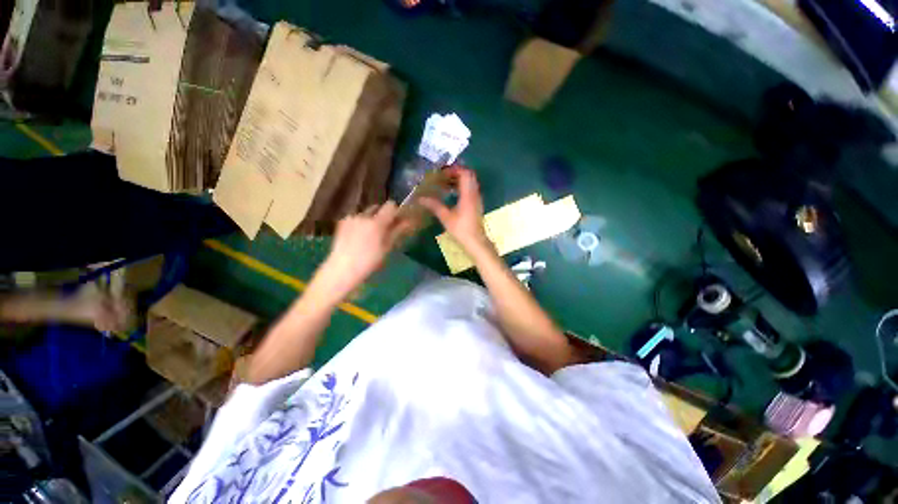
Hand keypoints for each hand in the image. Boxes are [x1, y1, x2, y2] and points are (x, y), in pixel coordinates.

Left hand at [319, 201, 412, 295]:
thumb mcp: (387, 248)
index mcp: (376, 222)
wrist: (342, 269)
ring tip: (370, 235)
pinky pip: (356, 218)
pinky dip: (360, 223)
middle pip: (377, 207)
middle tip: (384, 230)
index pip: (391, 206)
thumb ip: (397, 231)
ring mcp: (351, 218)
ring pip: (366, 213)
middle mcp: (363, 215)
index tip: (397, 222)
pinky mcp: (342, 223)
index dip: (395, 212)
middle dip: (382, 215)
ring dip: (371, 219)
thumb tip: (408, 221)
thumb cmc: (369, 262)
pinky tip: (358, 237)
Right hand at [420, 167, 489, 254]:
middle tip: (443, 176)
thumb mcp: (446, 217)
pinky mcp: (477, 204)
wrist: (476, 241)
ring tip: (446, 183)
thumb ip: (434, 206)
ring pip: (471, 183)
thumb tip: (421, 198)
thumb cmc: (461, 229)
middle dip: (457, 173)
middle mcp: (475, 194)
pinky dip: (462, 187)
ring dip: (460, 180)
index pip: (465, 173)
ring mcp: (477, 199)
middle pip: (469, 176)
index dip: (454, 169)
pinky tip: (452, 194)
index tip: (442, 172)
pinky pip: (471, 189)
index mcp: (468, 194)